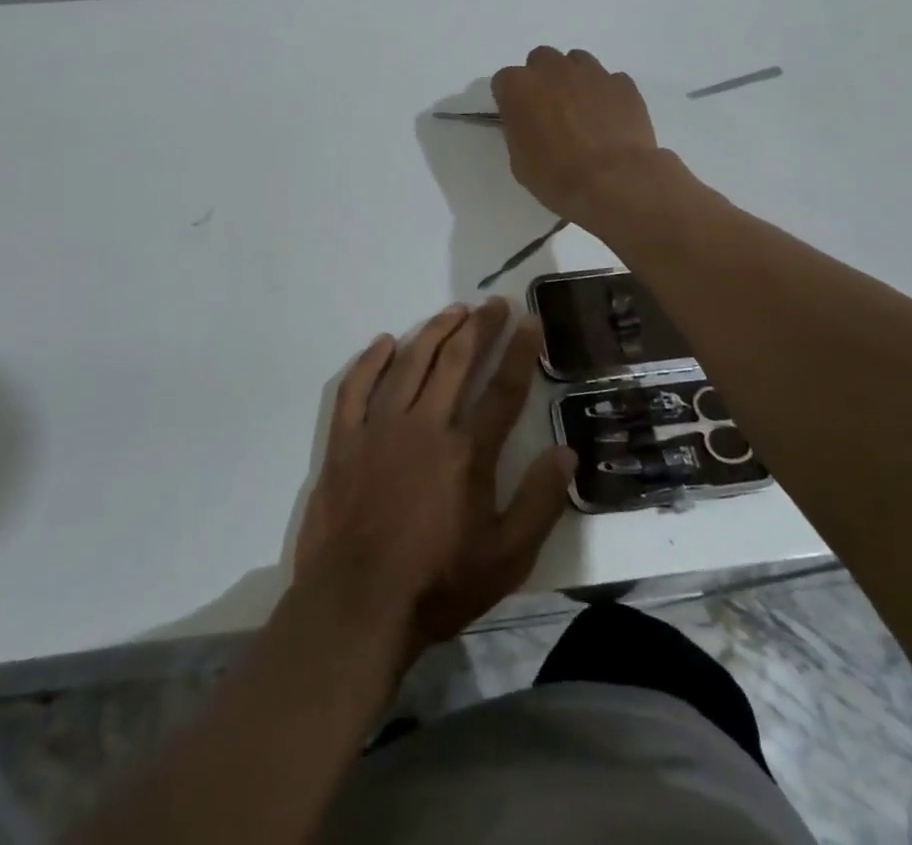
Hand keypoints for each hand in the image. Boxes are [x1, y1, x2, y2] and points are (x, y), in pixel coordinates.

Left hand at [294, 298, 575, 651]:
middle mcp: (425, 425)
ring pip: (410, 363)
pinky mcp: (344, 440)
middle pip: (457, 361)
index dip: (520, 351)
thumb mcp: (506, 558)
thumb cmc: (438, 585)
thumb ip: (539, 503)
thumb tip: (567, 453)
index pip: (503, 389)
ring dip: (435, 331)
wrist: (357, 607)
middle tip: (494, 303)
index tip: (530, 320)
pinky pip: (355, 387)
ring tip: (453, 310)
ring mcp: (380, 428)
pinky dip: (371, 361)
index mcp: (467, 452)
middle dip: (479, 327)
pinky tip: (385, 342)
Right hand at [491, 47, 661, 223]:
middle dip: (543, 79)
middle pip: (541, 60)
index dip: (511, 99)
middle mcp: (553, 70)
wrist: (614, 181)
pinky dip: (606, 94)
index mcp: (519, 87)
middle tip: (550, 109)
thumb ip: (520, 131)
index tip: (518, 117)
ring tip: (582, 110)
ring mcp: (591, 72)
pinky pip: (609, 80)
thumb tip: (529, 125)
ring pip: (577, 62)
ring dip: (574, 79)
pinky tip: (610, 119)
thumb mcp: (520, 161)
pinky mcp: (623, 83)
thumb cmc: (557, 177)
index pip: (504, 80)